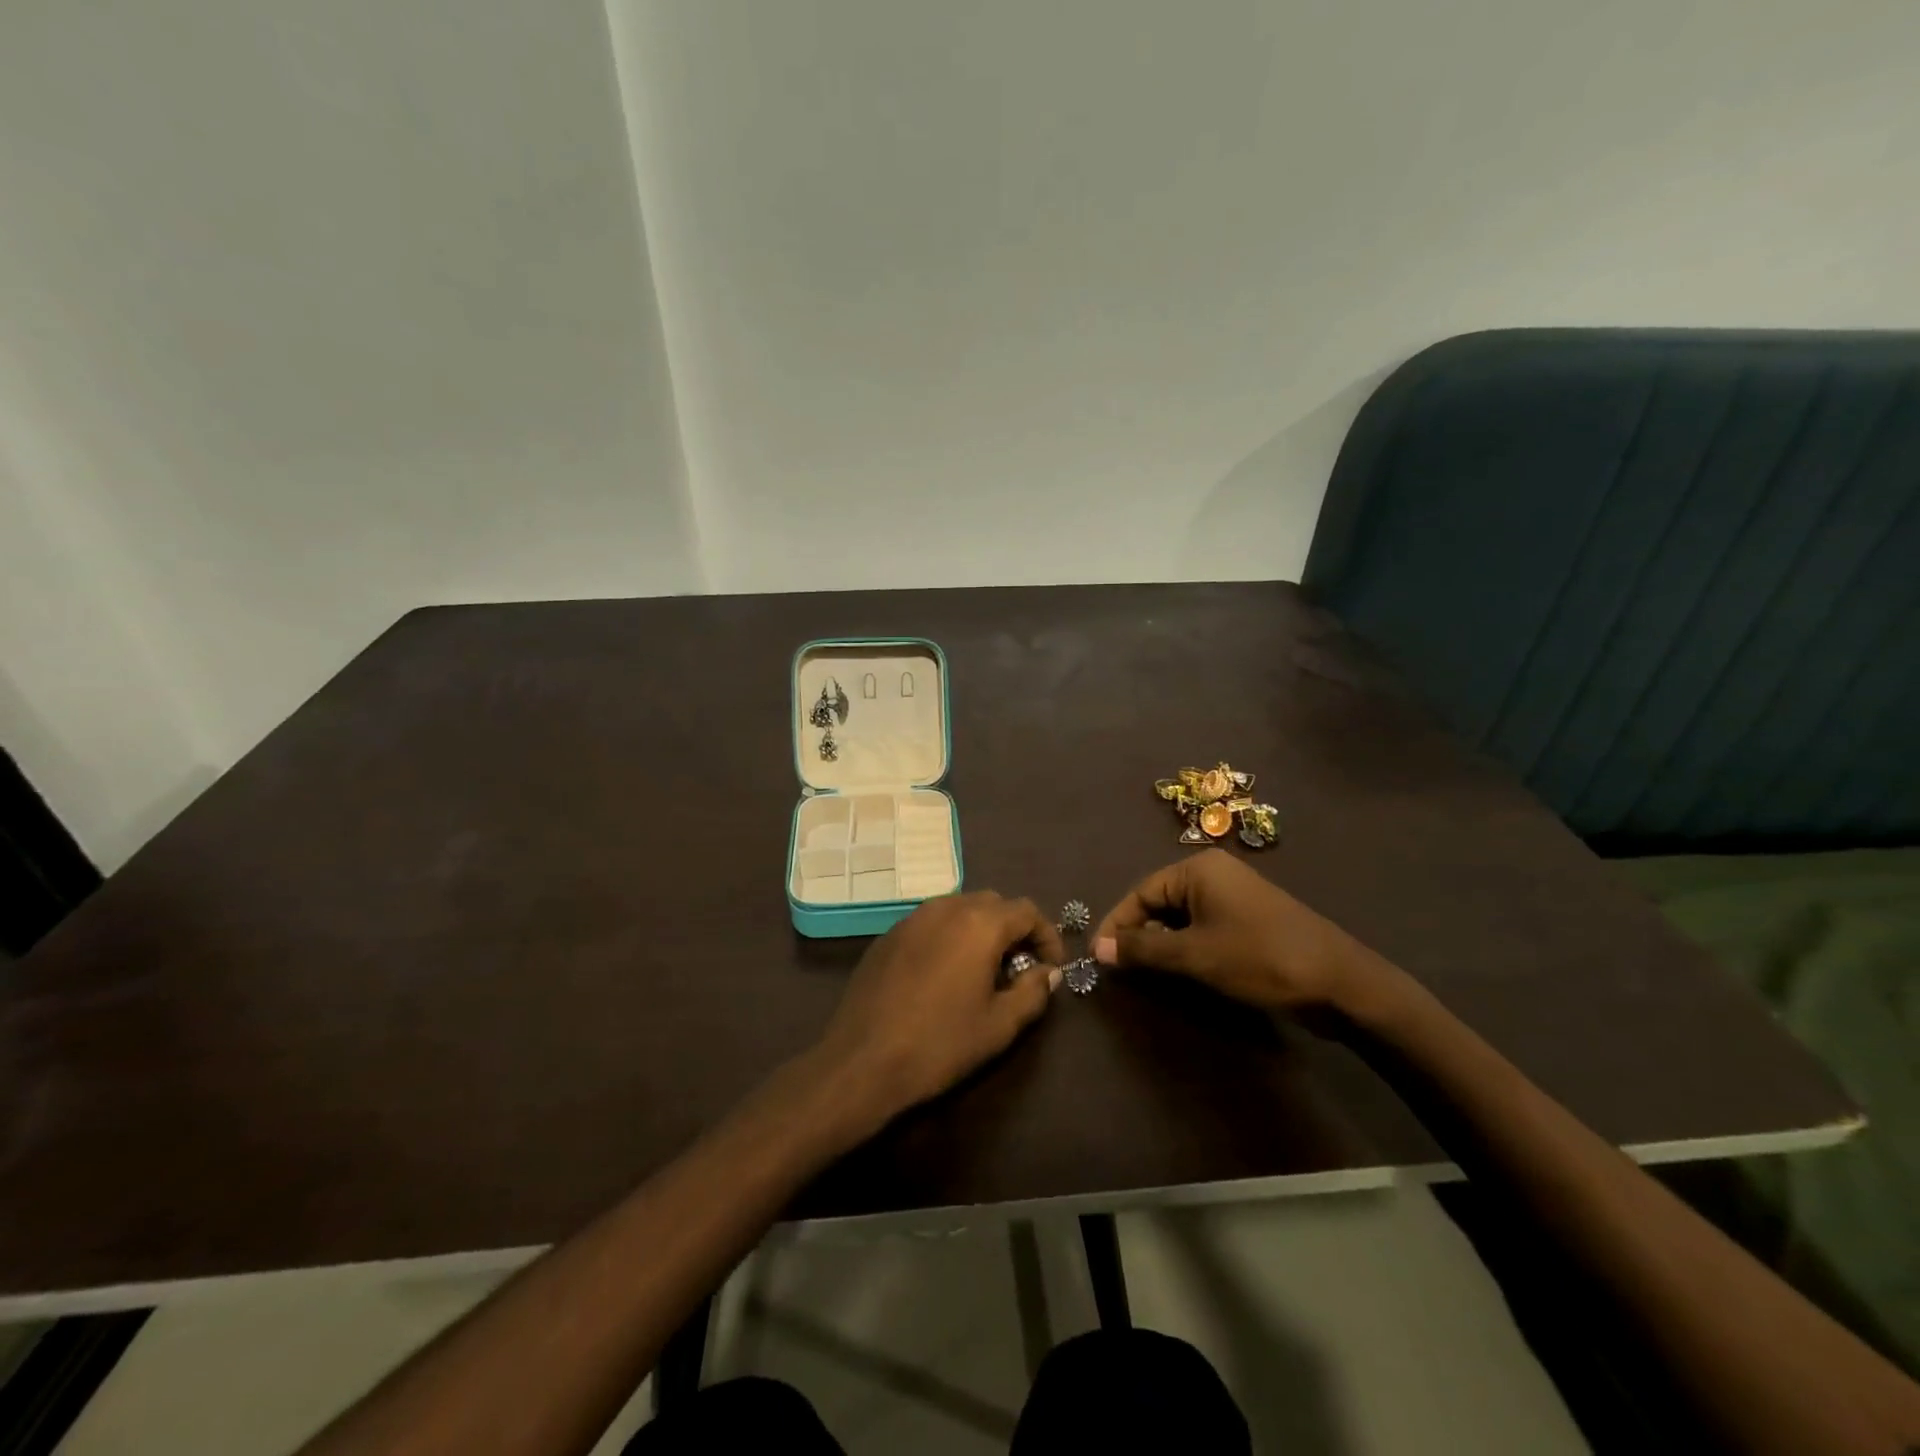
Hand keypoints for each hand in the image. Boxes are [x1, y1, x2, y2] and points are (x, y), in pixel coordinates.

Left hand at [810, 893, 1063, 1125]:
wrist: (863, 1060)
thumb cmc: (940, 1043)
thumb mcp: (1000, 1026)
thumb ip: (1033, 991)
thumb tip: (1048, 972)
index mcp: (979, 923)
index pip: (1027, 911)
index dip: (1047, 936)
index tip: (1050, 967)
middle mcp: (946, 907)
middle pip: (993, 903)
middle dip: (1013, 930)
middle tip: (1018, 968)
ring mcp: (912, 918)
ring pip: (960, 908)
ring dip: (980, 930)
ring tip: (983, 970)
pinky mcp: (889, 934)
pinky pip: (931, 923)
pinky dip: (949, 936)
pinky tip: (944, 974)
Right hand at [1093, 850, 1391, 1013]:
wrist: (1340, 983)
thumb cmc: (1260, 959)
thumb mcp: (1195, 955)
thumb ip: (1143, 950)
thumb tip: (1098, 948)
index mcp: (1199, 869)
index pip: (1140, 892)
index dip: (1116, 924)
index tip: (1098, 957)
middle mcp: (1214, 874)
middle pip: (1159, 901)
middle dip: (1138, 934)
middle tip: (1120, 968)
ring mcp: (1234, 896)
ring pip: (1180, 917)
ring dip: (1161, 943)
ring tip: (1145, 973)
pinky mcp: (1249, 919)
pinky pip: (1203, 926)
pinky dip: (1186, 946)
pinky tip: (1181, 970)